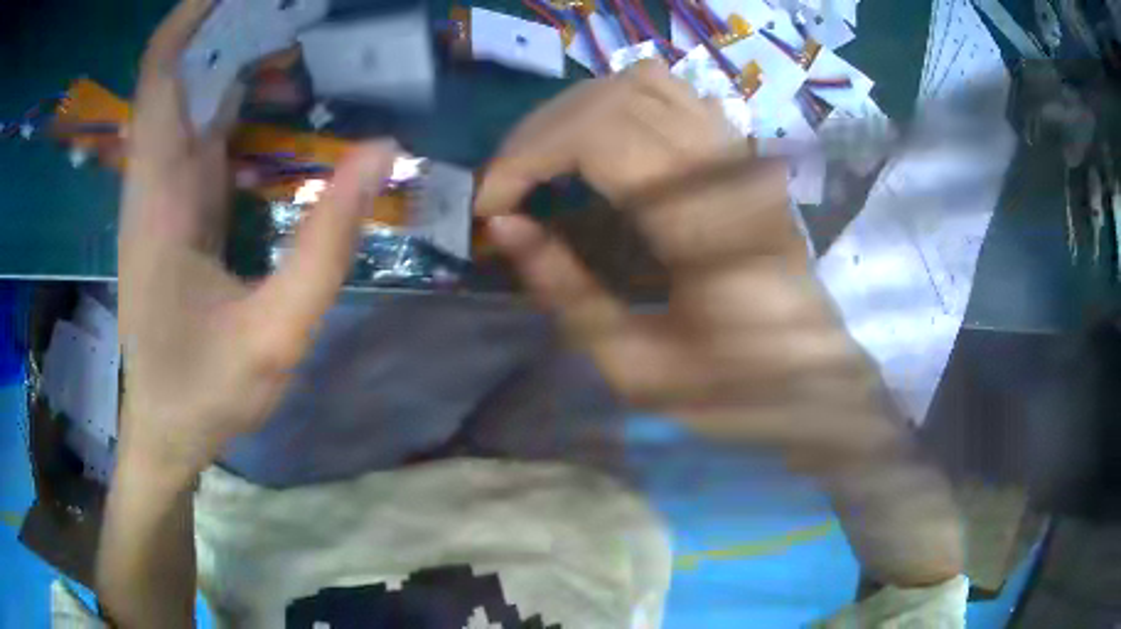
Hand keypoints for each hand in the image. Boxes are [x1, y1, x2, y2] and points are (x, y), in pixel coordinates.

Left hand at [117, 0, 396, 480]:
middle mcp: (156, 181)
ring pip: (195, 101)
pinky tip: (288, 97)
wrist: (164, 432)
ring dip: (240, 58)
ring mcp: (166, 195)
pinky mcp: (179, 211)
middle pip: (180, 74)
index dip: (188, 19)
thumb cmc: (204, 392)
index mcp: (160, 198)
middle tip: (299, 5)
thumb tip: (381, 149)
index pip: (158, 79)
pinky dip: (242, 103)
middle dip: (229, 25)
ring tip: (306, 31)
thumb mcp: (275, 334)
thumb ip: (327, 244)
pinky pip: (206, 135)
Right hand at [477, 61, 904, 469]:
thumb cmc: (737, 391)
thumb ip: (569, 294)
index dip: (528, 156)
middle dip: (538, 132)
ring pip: (642, 80)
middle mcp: (728, 170)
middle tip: (505, 186)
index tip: (492, 204)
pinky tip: (595, 145)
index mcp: (706, 227)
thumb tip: (508, 227)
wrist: (817, 380)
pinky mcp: (743, 154)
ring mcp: (742, 153)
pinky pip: (672, 93)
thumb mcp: (640, 370)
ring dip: (575, 112)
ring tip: (542, 161)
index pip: (600, 136)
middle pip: (613, 97)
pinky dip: (616, 103)